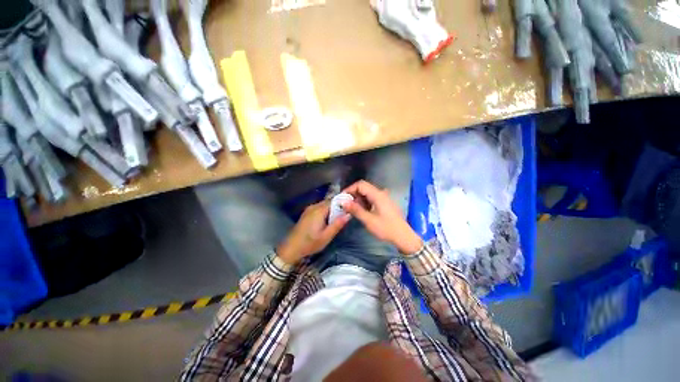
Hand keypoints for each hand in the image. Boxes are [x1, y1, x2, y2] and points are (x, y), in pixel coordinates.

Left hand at [276, 200, 350, 264]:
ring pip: (324, 205)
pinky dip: (325, 212)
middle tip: (345, 215)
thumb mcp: (326, 236)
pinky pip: (319, 208)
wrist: (291, 248)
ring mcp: (309, 209)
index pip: (334, 200)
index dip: (343, 203)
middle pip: (329, 202)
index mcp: (319, 210)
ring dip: (331, 210)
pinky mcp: (306, 213)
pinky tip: (327, 221)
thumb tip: (348, 214)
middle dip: (338, 207)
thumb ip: (337, 224)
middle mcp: (314, 206)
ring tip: (338, 219)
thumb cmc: (309, 243)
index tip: (350, 208)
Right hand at [342, 180, 422, 253]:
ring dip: (359, 199)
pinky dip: (365, 202)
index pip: (361, 184)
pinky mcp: (385, 204)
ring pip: (368, 193)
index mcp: (378, 195)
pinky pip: (372, 198)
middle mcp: (381, 193)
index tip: (342, 198)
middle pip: (364, 188)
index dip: (350, 189)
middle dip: (353, 194)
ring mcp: (384, 198)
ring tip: (352, 209)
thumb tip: (343, 202)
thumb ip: (355, 210)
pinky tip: (362, 211)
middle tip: (346, 205)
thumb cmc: (386, 228)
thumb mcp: (369, 220)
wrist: (403, 237)